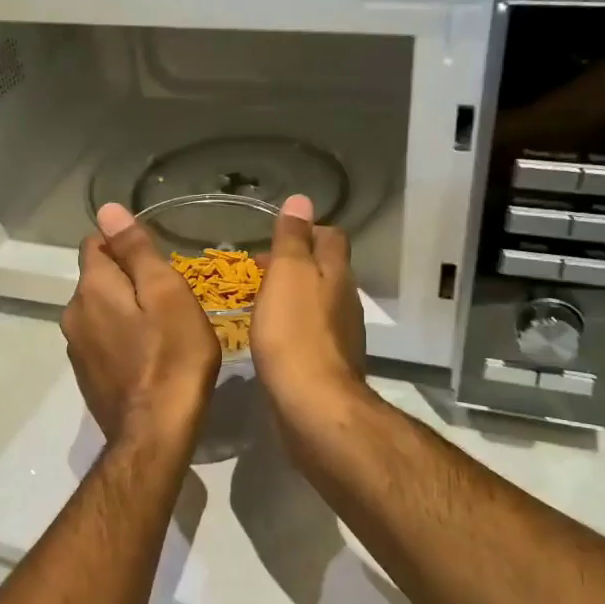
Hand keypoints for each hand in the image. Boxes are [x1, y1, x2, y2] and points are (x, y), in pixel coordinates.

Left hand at [62, 202, 219, 445]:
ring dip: (125, 310)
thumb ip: (135, 250)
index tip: (157, 262)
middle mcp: (73, 313)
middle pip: (97, 278)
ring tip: (162, 327)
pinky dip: (122, 338)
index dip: (125, 244)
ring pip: (100, 310)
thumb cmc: (172, 356)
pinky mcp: (87, 375)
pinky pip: (103, 340)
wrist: (156, 433)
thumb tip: (107, 209)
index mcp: (91, 288)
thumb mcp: (165, 293)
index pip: (95, 243)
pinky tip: (148, 355)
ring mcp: (77, 348)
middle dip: (127, 279)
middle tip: (169, 297)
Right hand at [251, 194, 368, 430]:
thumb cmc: (294, 332)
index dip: (308, 230)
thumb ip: (294, 238)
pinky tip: (272, 337)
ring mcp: (341, 334)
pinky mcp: (329, 364)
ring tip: (260, 301)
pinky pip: (312, 333)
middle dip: (296, 264)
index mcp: (336, 273)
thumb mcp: (288, 274)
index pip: (331, 237)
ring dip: (294, 295)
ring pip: (318, 302)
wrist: (312, 404)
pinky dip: (294, 326)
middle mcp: (345, 300)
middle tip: (259, 269)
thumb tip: (303, 199)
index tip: (277, 238)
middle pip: (326, 269)